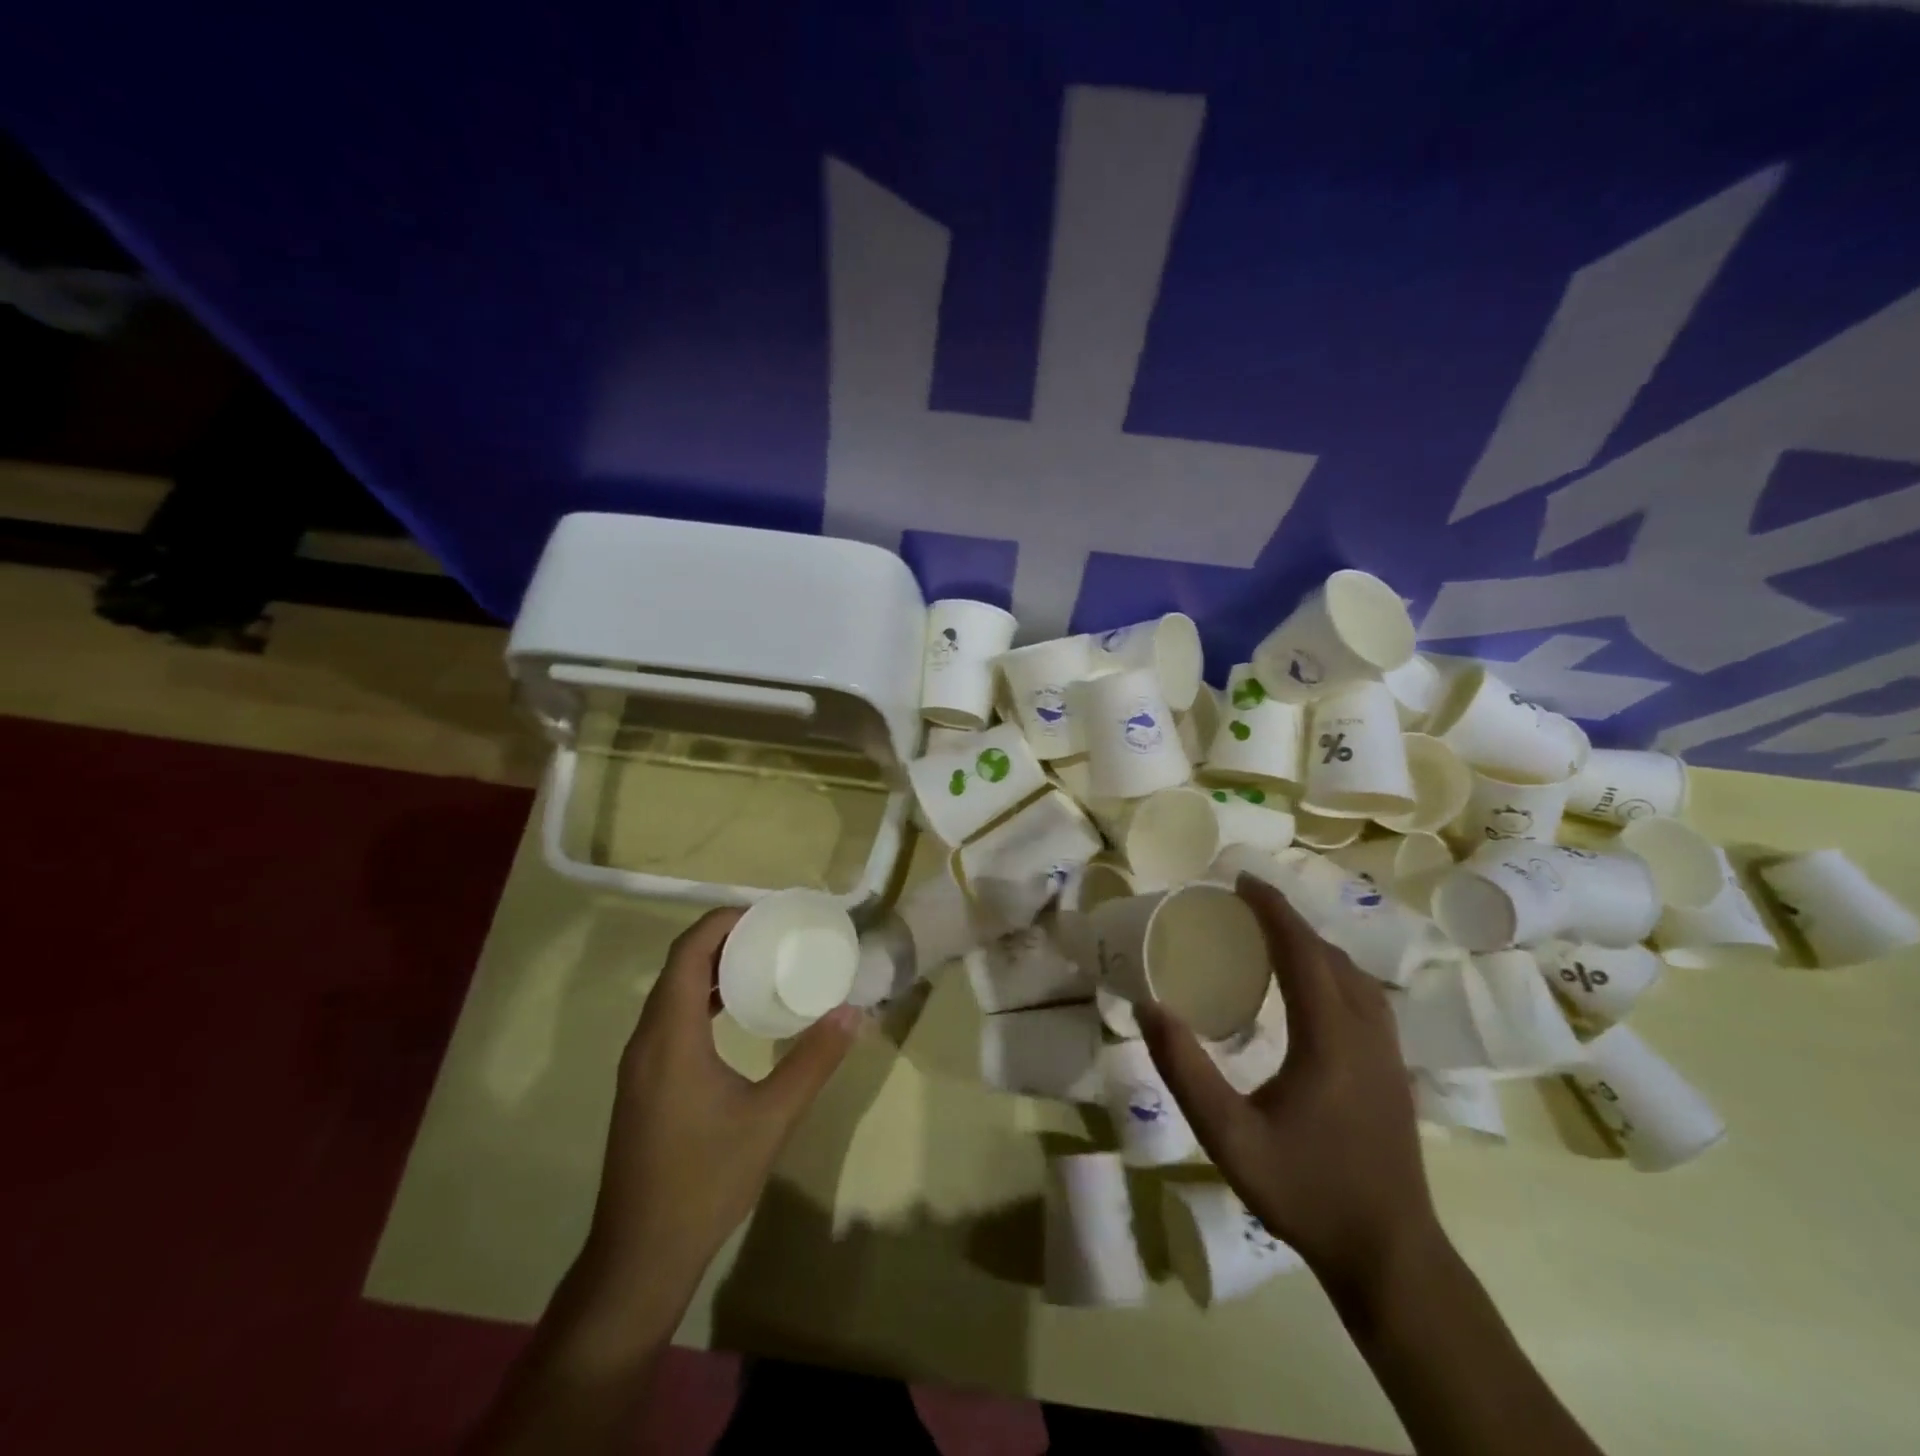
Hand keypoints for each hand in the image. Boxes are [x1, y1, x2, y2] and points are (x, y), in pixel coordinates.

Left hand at [581, 908, 862, 1305]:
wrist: (640, 1258)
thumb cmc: (705, 1180)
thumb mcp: (772, 1119)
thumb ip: (813, 1060)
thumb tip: (852, 1011)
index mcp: (671, 1036)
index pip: (688, 952)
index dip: (722, 922)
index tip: (765, 913)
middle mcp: (646, 1041)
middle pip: (678, 966)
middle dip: (722, 939)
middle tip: (772, 933)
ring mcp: (638, 1066)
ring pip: (670, 994)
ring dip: (710, 970)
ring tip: (760, 964)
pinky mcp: (641, 1086)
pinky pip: (668, 1020)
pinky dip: (700, 1000)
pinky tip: (733, 1017)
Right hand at [1139, 873, 1436, 1292]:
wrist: (1390, 1255)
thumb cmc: (1305, 1192)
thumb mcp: (1229, 1138)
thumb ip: (1185, 1070)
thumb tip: (1149, 1006)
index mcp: (1329, 1039)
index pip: (1301, 952)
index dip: (1271, 910)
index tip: (1241, 881)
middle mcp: (1366, 1033)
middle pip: (1330, 955)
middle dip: (1289, 920)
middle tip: (1245, 903)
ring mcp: (1388, 1052)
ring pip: (1354, 975)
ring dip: (1314, 944)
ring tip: (1274, 936)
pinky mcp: (1393, 1070)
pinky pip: (1364, 996)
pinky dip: (1333, 970)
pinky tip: (1313, 987)